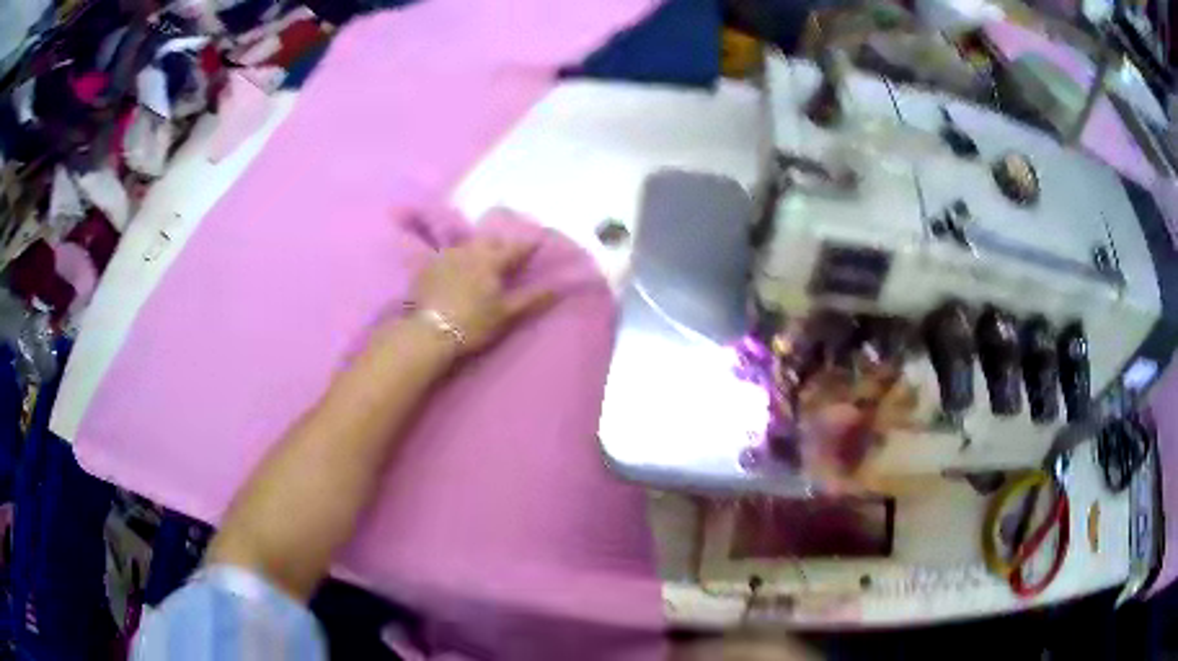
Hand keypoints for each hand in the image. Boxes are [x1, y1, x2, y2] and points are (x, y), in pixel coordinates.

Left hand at [411, 236, 554, 354]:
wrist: (428, 331)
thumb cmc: (473, 323)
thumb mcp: (506, 313)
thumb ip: (532, 297)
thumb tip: (559, 285)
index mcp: (492, 260)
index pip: (516, 247)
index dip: (529, 244)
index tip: (539, 240)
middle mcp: (470, 250)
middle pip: (489, 240)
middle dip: (501, 242)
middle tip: (507, 249)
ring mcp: (447, 256)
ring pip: (467, 244)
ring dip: (478, 247)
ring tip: (482, 256)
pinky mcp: (428, 266)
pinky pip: (447, 254)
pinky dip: (457, 257)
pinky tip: (456, 266)